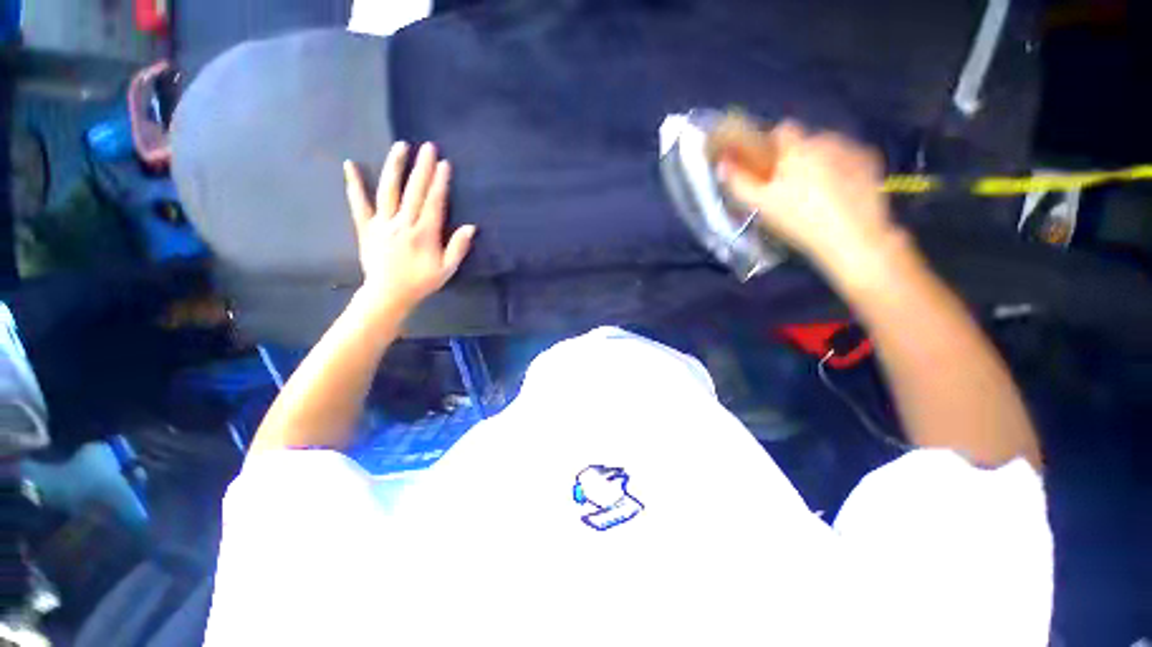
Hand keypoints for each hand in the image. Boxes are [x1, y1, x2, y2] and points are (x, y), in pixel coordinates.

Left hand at [344, 142, 475, 314]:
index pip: (434, 203)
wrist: (388, 294)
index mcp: (424, 234)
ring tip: (401, 146)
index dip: (440, 182)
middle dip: (422, 168)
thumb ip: (458, 248)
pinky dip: (354, 185)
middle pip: (414, 191)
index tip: (444, 163)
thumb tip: (471, 227)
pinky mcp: (366, 227)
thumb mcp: (446, 269)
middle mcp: (403, 223)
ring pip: (388, 191)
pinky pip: (359, 204)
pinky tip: (350, 165)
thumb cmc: (421, 282)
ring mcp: (382, 223)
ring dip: (395, 167)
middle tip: (428, 146)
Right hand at [719, 121, 902, 281]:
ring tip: (817, 194)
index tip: (769, 168)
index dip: (772, 146)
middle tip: (790, 188)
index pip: (782, 130)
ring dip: (819, 162)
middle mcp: (828, 139)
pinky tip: (839, 193)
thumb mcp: (761, 205)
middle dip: (796, 158)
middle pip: (805, 141)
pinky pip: (848, 157)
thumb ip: (739, 182)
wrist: (852, 237)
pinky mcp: (872, 162)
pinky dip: (841, 169)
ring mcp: (853, 149)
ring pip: (828, 148)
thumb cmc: (799, 220)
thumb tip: (723, 164)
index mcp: (799, 148)